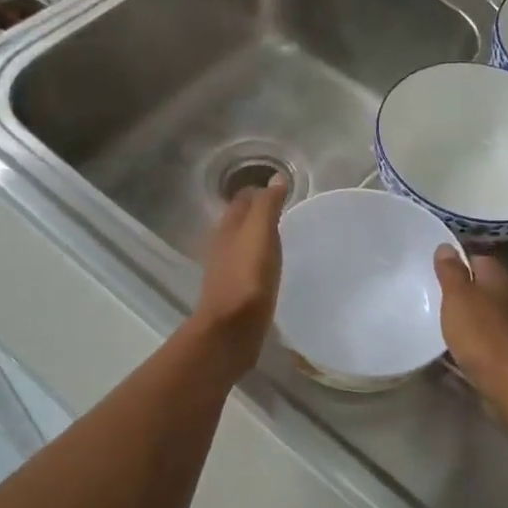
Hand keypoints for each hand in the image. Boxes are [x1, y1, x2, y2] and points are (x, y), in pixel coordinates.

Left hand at [190, 174, 289, 377]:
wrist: (231, 329)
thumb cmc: (248, 277)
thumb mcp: (260, 234)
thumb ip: (267, 205)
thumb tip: (276, 178)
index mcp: (227, 227)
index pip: (243, 200)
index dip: (260, 192)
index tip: (283, 191)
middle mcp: (222, 245)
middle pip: (240, 221)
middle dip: (258, 214)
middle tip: (286, 212)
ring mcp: (226, 271)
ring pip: (242, 245)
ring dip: (258, 239)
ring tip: (282, 238)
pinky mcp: (235, 293)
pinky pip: (248, 268)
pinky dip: (259, 262)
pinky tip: (272, 270)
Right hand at [434, 245, 507, 403]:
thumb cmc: (482, 334)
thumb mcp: (458, 297)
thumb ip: (451, 272)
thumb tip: (446, 246)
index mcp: (496, 280)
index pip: (478, 258)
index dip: (457, 259)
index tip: (433, 265)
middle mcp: (506, 300)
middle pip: (480, 287)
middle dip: (458, 289)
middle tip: (428, 292)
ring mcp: (507, 328)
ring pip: (480, 314)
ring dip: (462, 316)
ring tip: (433, 319)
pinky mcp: (504, 353)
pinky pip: (480, 340)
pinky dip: (465, 340)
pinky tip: (448, 347)